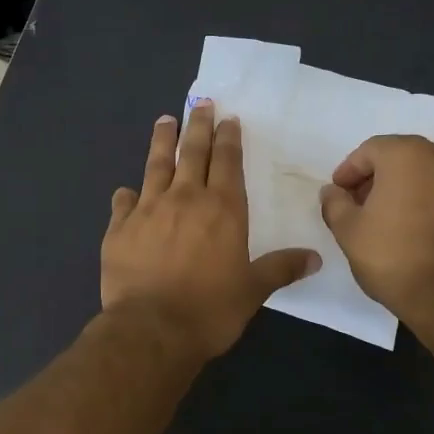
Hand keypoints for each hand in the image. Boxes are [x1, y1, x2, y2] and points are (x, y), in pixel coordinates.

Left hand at [102, 101, 319, 359]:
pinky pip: (122, 203)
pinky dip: (126, 195)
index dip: (229, 138)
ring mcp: (147, 210)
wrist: (152, 329)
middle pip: (192, 152)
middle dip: (198, 126)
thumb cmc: (210, 310)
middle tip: (201, 104)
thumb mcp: (253, 290)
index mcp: (222, 209)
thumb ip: (280, 268)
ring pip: (156, 166)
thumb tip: (315, 257)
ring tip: (165, 121)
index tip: (228, 118)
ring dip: (162, 142)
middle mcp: (184, 199)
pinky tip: (125, 191)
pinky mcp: (119, 229)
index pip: (227, 162)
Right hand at [318, 136, 433, 322]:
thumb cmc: (393, 256)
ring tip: (393, 219)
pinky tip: (422, 230)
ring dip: (408, 189)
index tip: (339, 193)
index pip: (370, 150)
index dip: (349, 171)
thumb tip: (332, 192)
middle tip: (362, 204)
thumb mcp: (348, 230)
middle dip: (379, 177)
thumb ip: (335, 203)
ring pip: (430, 175)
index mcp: (407, 155)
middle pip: (403, 157)